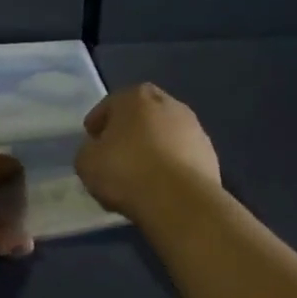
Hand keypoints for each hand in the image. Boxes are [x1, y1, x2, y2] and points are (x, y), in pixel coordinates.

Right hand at [75, 84, 221, 219]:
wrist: (179, 201)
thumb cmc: (126, 171)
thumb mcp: (86, 162)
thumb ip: (89, 150)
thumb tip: (98, 151)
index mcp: (136, 97)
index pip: (110, 105)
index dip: (98, 123)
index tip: (92, 141)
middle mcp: (169, 104)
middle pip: (142, 116)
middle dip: (129, 132)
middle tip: (116, 155)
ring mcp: (194, 128)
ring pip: (164, 135)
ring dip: (153, 149)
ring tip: (140, 175)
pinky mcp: (210, 155)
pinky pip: (181, 157)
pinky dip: (170, 166)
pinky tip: (160, 186)